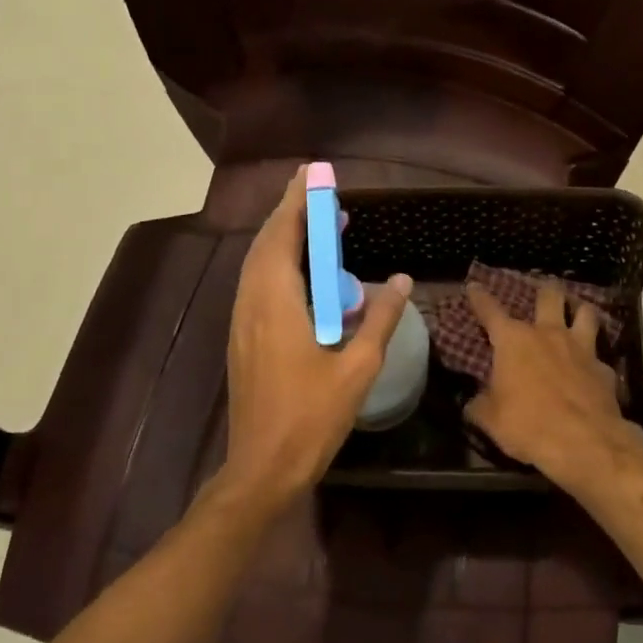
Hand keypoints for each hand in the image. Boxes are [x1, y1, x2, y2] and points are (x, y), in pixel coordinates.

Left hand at [212, 167, 411, 513]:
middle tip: (319, 193)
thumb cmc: (311, 418)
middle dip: (291, 214)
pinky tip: (304, 276)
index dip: (297, 203)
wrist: (262, 468)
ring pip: (259, 265)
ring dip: (285, 240)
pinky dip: (280, 266)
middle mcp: (252, 304)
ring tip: (317, 227)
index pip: (283, 237)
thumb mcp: (357, 368)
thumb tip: (399, 280)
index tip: (312, 174)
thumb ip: (380, 320)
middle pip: (266, 244)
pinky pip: (259, 286)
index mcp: (276, 304)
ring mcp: (242, 322)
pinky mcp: (243, 339)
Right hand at [462, 280, 642, 482]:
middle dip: (545, 289)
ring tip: (577, 312)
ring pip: (585, 313)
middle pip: (549, 296)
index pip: (490, 310)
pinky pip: (600, 355)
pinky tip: (592, 367)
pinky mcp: (605, 369)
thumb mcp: (490, 419)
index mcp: (514, 341)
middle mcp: (548, 334)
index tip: (474, 285)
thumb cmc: (528, 425)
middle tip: (544, 288)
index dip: (480, 297)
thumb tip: (473, 402)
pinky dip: (595, 358)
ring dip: (580, 310)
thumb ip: (480, 404)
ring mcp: (581, 348)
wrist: (585, 442)